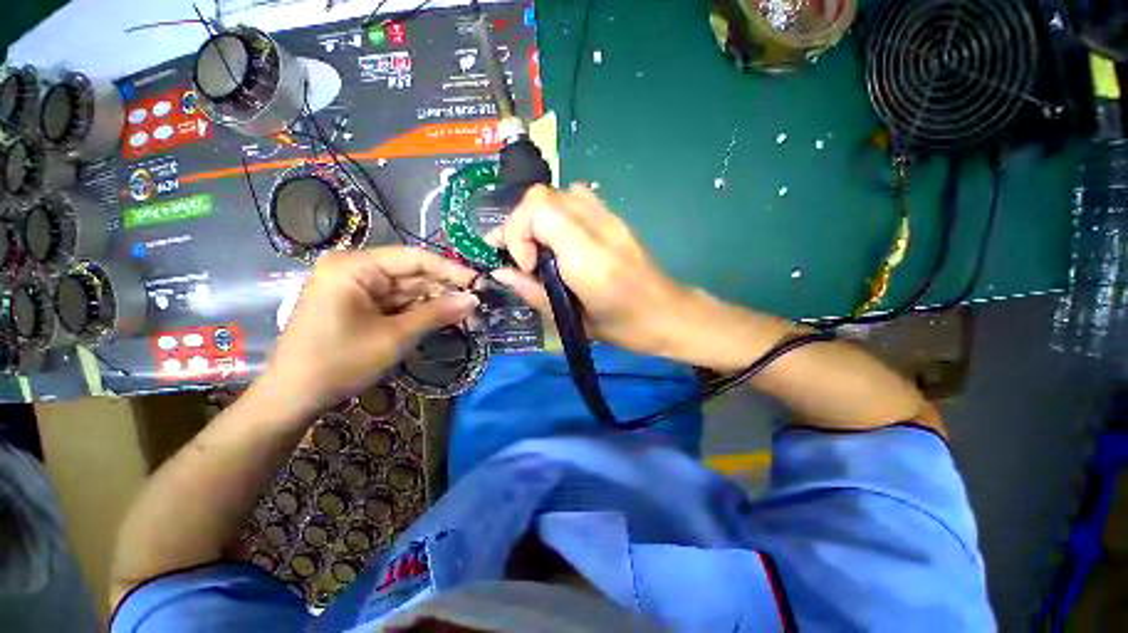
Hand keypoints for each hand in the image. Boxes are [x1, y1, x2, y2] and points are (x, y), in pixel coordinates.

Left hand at [257, 247, 477, 415]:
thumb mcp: (395, 337)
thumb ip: (437, 314)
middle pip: (412, 273)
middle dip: (444, 289)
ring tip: (466, 313)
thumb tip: (474, 299)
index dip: (450, 269)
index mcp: (355, 267)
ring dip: (435, 302)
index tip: (479, 282)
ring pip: (407, 290)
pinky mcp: (359, 305)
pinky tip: (443, 318)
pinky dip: (419, 312)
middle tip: (477, 303)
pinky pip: (397, 303)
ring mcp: (356, 288)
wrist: (293, 397)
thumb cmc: (340, 362)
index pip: (414, 258)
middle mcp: (355, 270)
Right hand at [488, 184, 694, 358]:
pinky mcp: (616, 218)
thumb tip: (500, 272)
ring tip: (538, 247)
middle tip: (523, 256)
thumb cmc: (623, 328)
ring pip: (559, 193)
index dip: (518, 233)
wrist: (668, 314)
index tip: (525, 265)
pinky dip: (559, 212)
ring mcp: (611, 219)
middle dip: (521, 223)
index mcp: (588, 258)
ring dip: (538, 217)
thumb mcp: (571, 320)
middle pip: (543, 195)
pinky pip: (579, 198)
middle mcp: (598, 228)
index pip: (538, 210)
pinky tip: (561, 239)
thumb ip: (533, 293)